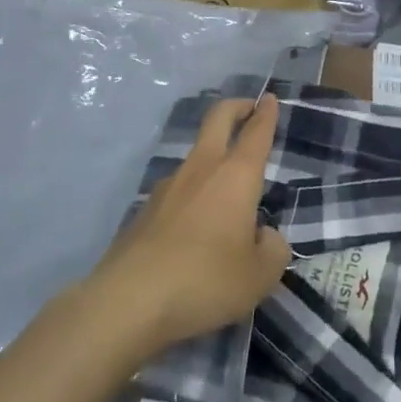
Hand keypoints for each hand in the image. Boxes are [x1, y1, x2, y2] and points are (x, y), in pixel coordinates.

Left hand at [93, 95, 290, 352]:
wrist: (128, 302)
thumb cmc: (205, 280)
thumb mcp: (259, 275)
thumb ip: (272, 249)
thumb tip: (263, 235)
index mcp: (236, 176)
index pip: (256, 132)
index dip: (266, 114)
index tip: (269, 99)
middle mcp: (202, 169)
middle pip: (218, 120)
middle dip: (236, 108)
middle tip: (249, 107)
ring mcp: (168, 187)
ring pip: (196, 156)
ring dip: (213, 156)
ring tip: (228, 189)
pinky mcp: (144, 212)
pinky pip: (178, 192)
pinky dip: (193, 195)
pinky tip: (196, 228)